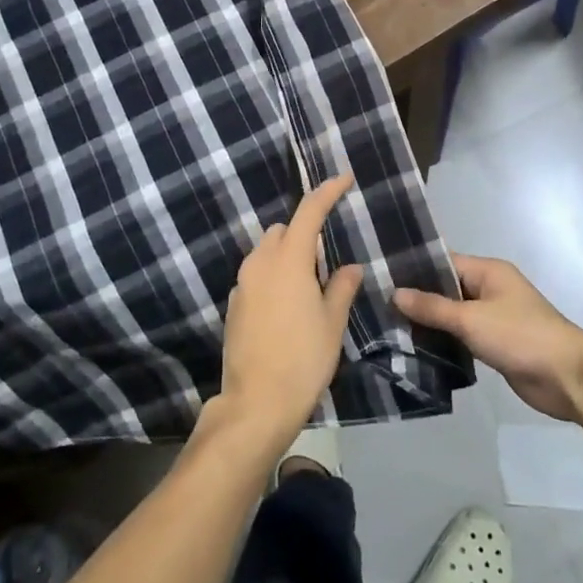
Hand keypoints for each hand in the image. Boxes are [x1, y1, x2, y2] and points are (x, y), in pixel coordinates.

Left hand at [216, 173, 363, 450]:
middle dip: (305, 232)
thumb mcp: (332, 323)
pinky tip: (287, 306)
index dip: (327, 191)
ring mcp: (242, 284)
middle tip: (327, 260)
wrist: (256, 403)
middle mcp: (260, 263)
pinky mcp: (233, 305)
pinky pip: (256, 275)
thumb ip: (341, 287)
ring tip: (308, 286)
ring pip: (266, 251)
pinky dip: (272, 276)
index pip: (309, 212)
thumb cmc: (304, 359)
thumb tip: (349, 267)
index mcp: (289, 261)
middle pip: (284, 230)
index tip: (344, 179)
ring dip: (287, 254)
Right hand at [395, 255, 582, 421]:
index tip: (380, 277)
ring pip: (453, 314)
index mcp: (488, 271)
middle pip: (446, 288)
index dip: (414, 269)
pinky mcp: (495, 343)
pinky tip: (416, 348)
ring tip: (389, 327)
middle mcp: (490, 289)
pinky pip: (462, 336)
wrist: (568, 377)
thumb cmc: (520, 336)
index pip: (443, 262)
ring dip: (429, 322)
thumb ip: (433, 307)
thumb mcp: (472, 319)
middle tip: (378, 306)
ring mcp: (493, 317)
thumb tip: (395, 293)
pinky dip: (444, 340)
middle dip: (417, 298)